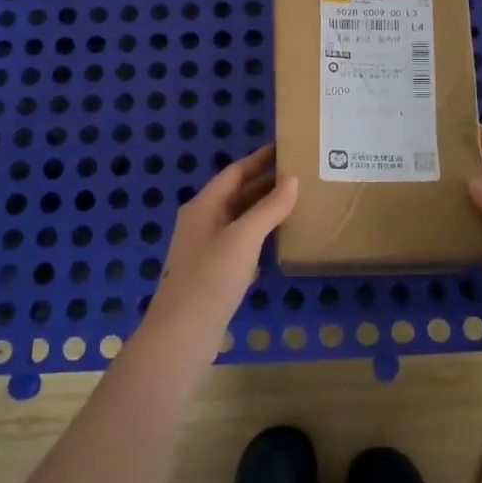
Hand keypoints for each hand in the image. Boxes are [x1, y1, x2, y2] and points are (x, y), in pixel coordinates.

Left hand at [145, 145, 297, 343]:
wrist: (182, 334)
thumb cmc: (210, 278)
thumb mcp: (243, 238)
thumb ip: (269, 208)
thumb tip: (292, 180)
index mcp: (204, 206)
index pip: (234, 173)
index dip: (259, 160)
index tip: (285, 148)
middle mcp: (202, 221)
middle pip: (236, 194)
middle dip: (265, 184)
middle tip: (299, 175)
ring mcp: (206, 248)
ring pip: (239, 219)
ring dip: (264, 210)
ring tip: (296, 203)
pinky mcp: (213, 272)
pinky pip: (240, 243)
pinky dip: (259, 236)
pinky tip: (279, 240)